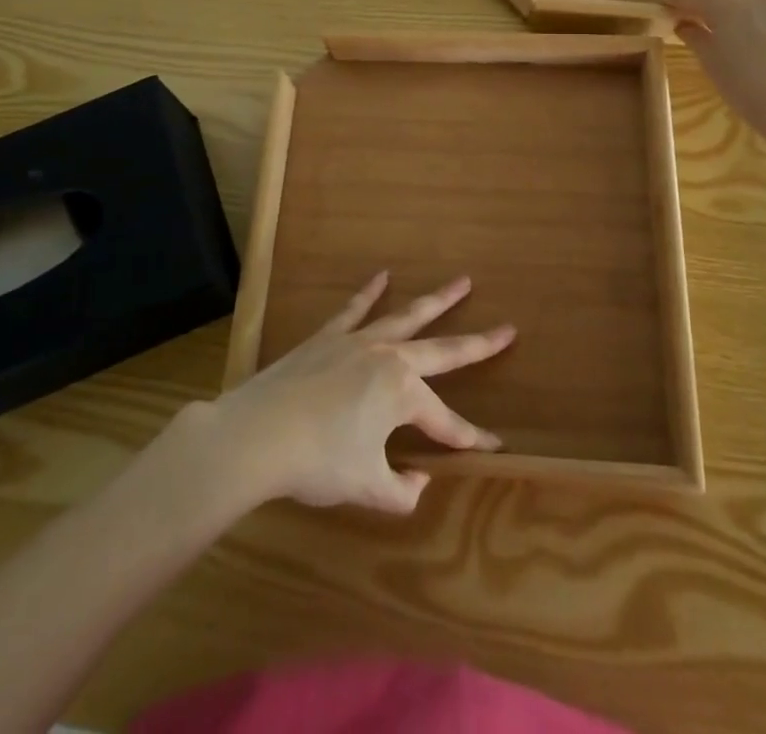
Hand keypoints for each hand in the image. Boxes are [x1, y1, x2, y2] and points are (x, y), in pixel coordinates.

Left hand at [210, 272, 514, 514]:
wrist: (258, 433)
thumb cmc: (317, 462)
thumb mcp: (367, 488)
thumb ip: (401, 491)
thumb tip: (418, 480)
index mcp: (402, 393)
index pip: (447, 421)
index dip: (471, 437)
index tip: (494, 445)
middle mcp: (388, 357)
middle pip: (442, 350)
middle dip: (477, 344)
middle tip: (507, 329)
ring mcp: (358, 340)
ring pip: (406, 316)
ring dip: (437, 300)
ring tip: (462, 282)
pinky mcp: (328, 336)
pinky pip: (355, 308)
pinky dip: (370, 292)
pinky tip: (382, 276)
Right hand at [666, 0, 765, 144]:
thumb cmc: (748, 88)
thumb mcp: (711, 64)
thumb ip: (695, 36)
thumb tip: (686, 25)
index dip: (675, 3)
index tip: (666, 10)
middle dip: (718, 10)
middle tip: (711, 32)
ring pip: (765, 4)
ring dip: (754, 18)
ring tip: (755, 46)